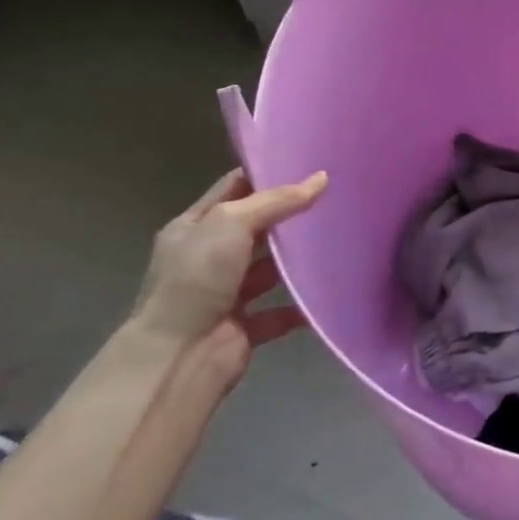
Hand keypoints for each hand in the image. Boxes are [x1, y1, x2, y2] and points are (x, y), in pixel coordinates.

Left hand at [126, 169, 326, 368]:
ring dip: (297, 261)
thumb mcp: (232, 223)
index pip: (233, 189)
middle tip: (333, 197)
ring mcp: (226, 293)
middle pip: (255, 228)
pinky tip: (329, 290)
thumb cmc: (197, 277)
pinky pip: (280, 312)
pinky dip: (301, 306)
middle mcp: (208, 258)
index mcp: (194, 227)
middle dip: (289, 216)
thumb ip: (277, 201)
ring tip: (339, 240)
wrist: (179, 356)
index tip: (307, 163)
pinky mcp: (244, 327)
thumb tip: (322, 178)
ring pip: (269, 270)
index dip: (266, 174)